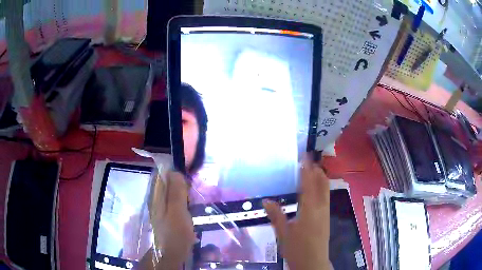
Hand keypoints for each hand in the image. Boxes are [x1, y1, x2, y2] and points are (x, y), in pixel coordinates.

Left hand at [137, 171, 196, 269]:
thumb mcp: (178, 211)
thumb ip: (176, 192)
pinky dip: (182, 201)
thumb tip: (174, 171)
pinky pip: (174, 202)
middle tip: (193, 188)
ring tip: (193, 196)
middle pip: (166, 184)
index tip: (188, 175)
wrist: (171, 253)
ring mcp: (160, 208)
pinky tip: (189, 207)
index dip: (173, 172)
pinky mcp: (166, 216)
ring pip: (170, 193)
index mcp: (156, 196)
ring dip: (181, 192)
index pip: (161, 175)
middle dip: (179, 183)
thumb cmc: (175, 232)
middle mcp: (156, 200)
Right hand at [263, 155, 329, 269]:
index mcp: (310, 209)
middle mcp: (321, 208)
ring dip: (320, 178)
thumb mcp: (283, 233)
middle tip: (308, 161)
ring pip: (325, 190)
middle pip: (322, 184)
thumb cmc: (297, 249)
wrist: (313, 263)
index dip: (306, 169)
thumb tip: (266, 201)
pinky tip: (312, 191)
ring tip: (310, 172)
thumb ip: (276, 215)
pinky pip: (325, 197)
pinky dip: (320, 188)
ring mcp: (326, 213)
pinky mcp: (326, 218)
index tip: (304, 157)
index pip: (309, 184)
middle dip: (317, 170)